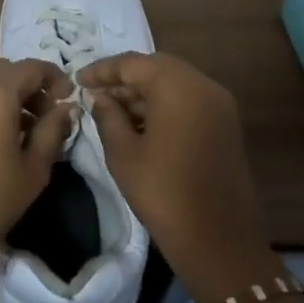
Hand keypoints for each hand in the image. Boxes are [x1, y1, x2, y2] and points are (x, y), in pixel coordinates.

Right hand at [77, 52, 263, 268]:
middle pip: (157, 68)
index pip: (133, 63)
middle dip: (125, 78)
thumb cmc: (162, 192)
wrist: (217, 238)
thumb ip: (108, 116)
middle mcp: (204, 86)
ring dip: (145, 92)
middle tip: (96, 94)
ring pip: (175, 83)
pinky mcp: (226, 124)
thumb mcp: (123, 153)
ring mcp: (220, 105)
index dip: (102, 70)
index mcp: (178, 86)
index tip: (78, 81)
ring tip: (113, 110)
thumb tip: (100, 97)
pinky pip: (189, 100)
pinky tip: (140, 124)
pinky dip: (164, 104)